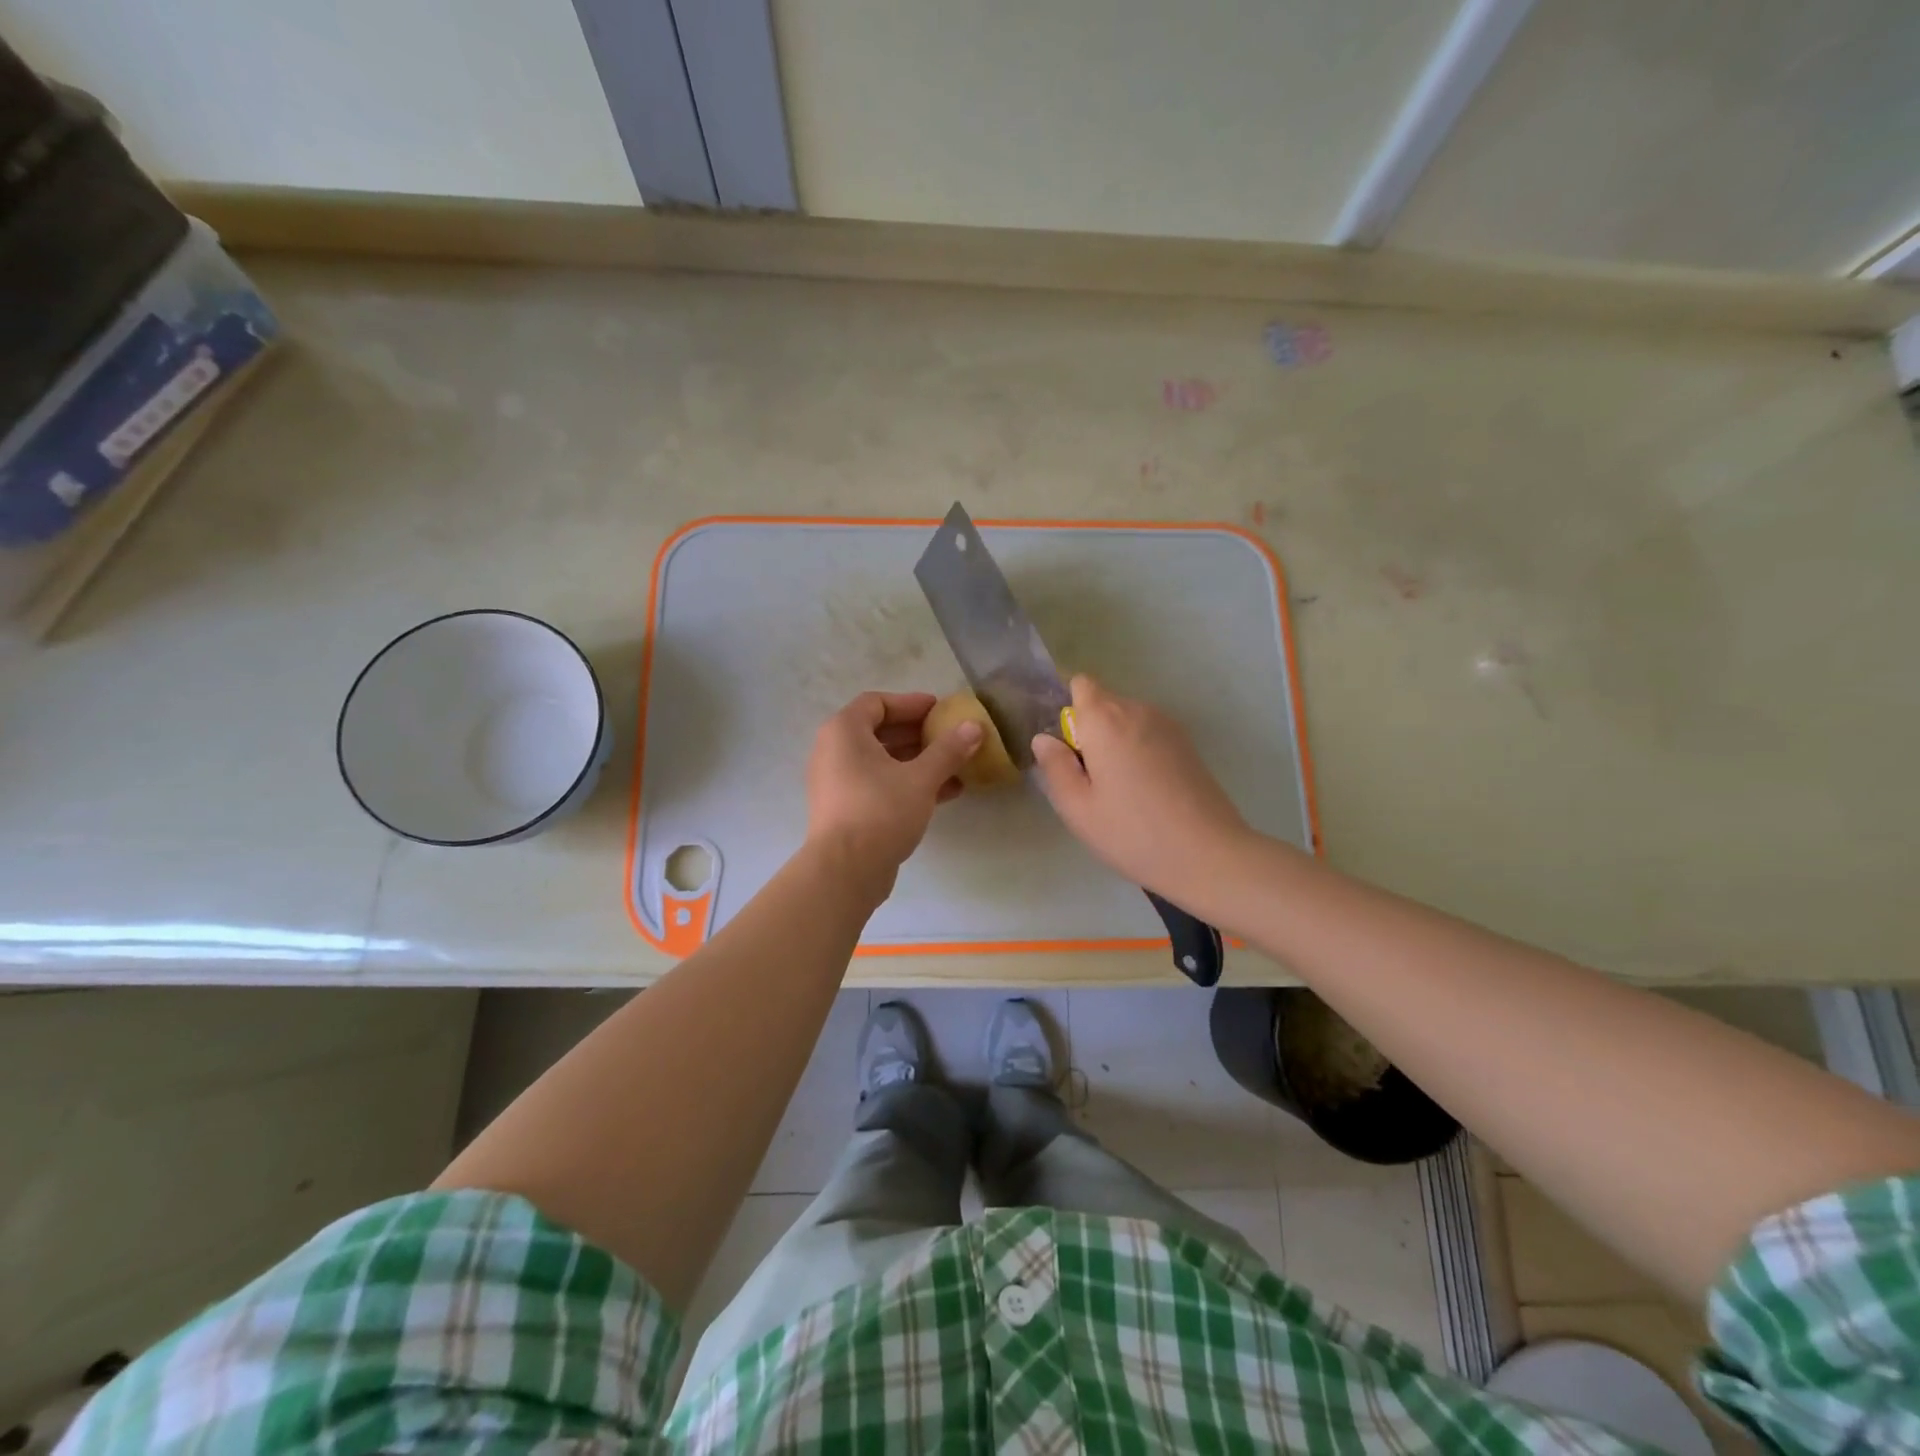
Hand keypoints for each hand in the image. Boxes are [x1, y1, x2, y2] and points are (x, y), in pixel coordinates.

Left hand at [805, 691, 981, 895]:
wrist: (845, 871)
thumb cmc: (880, 811)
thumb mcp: (921, 778)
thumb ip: (948, 750)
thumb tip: (975, 727)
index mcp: (844, 732)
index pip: (877, 703)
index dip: (910, 703)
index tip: (940, 710)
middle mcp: (834, 752)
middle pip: (879, 731)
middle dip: (918, 734)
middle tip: (951, 736)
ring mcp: (838, 782)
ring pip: (882, 762)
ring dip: (918, 761)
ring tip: (956, 766)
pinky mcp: (846, 809)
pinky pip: (879, 785)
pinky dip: (908, 783)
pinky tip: (946, 793)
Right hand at [1030, 675, 1248, 902]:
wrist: (1208, 855)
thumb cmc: (1132, 833)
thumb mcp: (1078, 808)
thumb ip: (1055, 766)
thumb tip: (1044, 739)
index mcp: (1105, 719)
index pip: (1080, 684)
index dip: (1068, 709)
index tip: (1067, 747)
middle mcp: (1138, 710)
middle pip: (1103, 703)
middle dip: (1089, 730)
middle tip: (1089, 780)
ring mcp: (1168, 725)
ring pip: (1127, 720)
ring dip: (1114, 742)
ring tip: (1118, 790)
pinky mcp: (1187, 744)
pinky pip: (1148, 734)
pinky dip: (1138, 751)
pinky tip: (1144, 792)